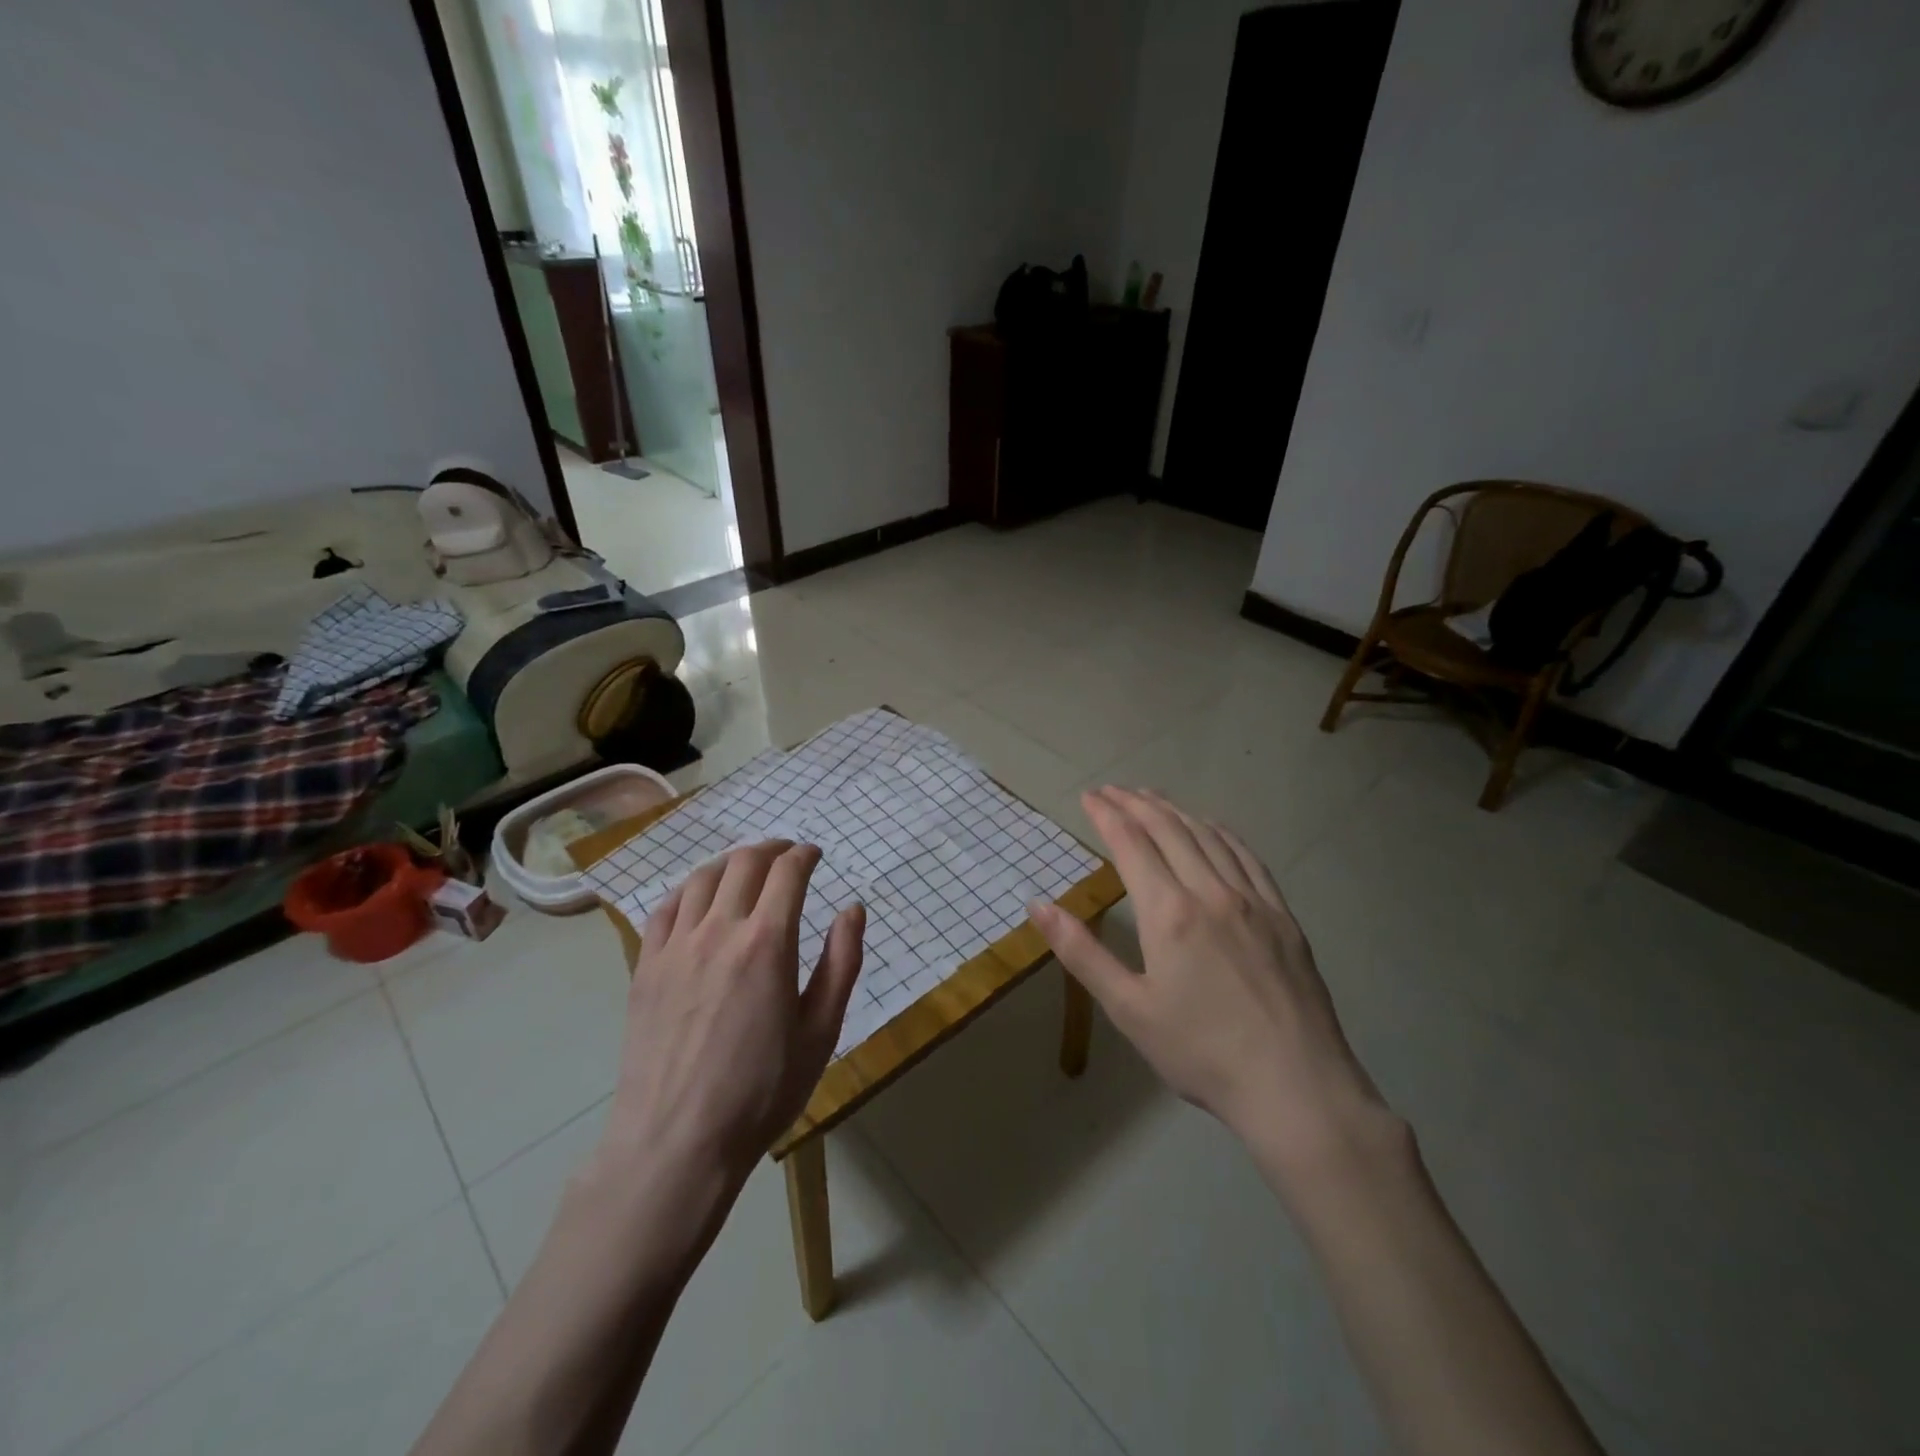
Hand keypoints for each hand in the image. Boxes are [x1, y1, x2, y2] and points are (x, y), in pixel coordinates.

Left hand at [602, 841, 865, 1186]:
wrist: (676, 1142)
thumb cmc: (762, 1091)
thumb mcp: (821, 1032)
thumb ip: (842, 963)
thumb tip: (853, 909)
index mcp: (768, 943)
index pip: (788, 872)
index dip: (805, 855)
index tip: (815, 855)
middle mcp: (720, 930)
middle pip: (744, 863)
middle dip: (771, 849)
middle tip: (786, 854)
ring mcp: (676, 946)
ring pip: (702, 878)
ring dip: (730, 863)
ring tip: (745, 869)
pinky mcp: (645, 967)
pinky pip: (665, 908)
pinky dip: (688, 890)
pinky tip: (698, 900)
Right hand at [1029, 788, 1391, 1177]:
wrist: (1295, 1086)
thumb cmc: (1201, 1052)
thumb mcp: (1128, 1009)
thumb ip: (1081, 952)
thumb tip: (1038, 905)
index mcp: (1168, 912)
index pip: (1131, 843)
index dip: (1107, 814)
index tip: (1089, 796)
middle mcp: (1210, 891)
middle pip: (1169, 829)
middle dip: (1136, 803)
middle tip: (1112, 789)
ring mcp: (1252, 900)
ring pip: (1208, 835)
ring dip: (1175, 810)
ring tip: (1152, 798)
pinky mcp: (1282, 915)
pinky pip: (1247, 856)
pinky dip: (1221, 832)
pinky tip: (1212, 828)